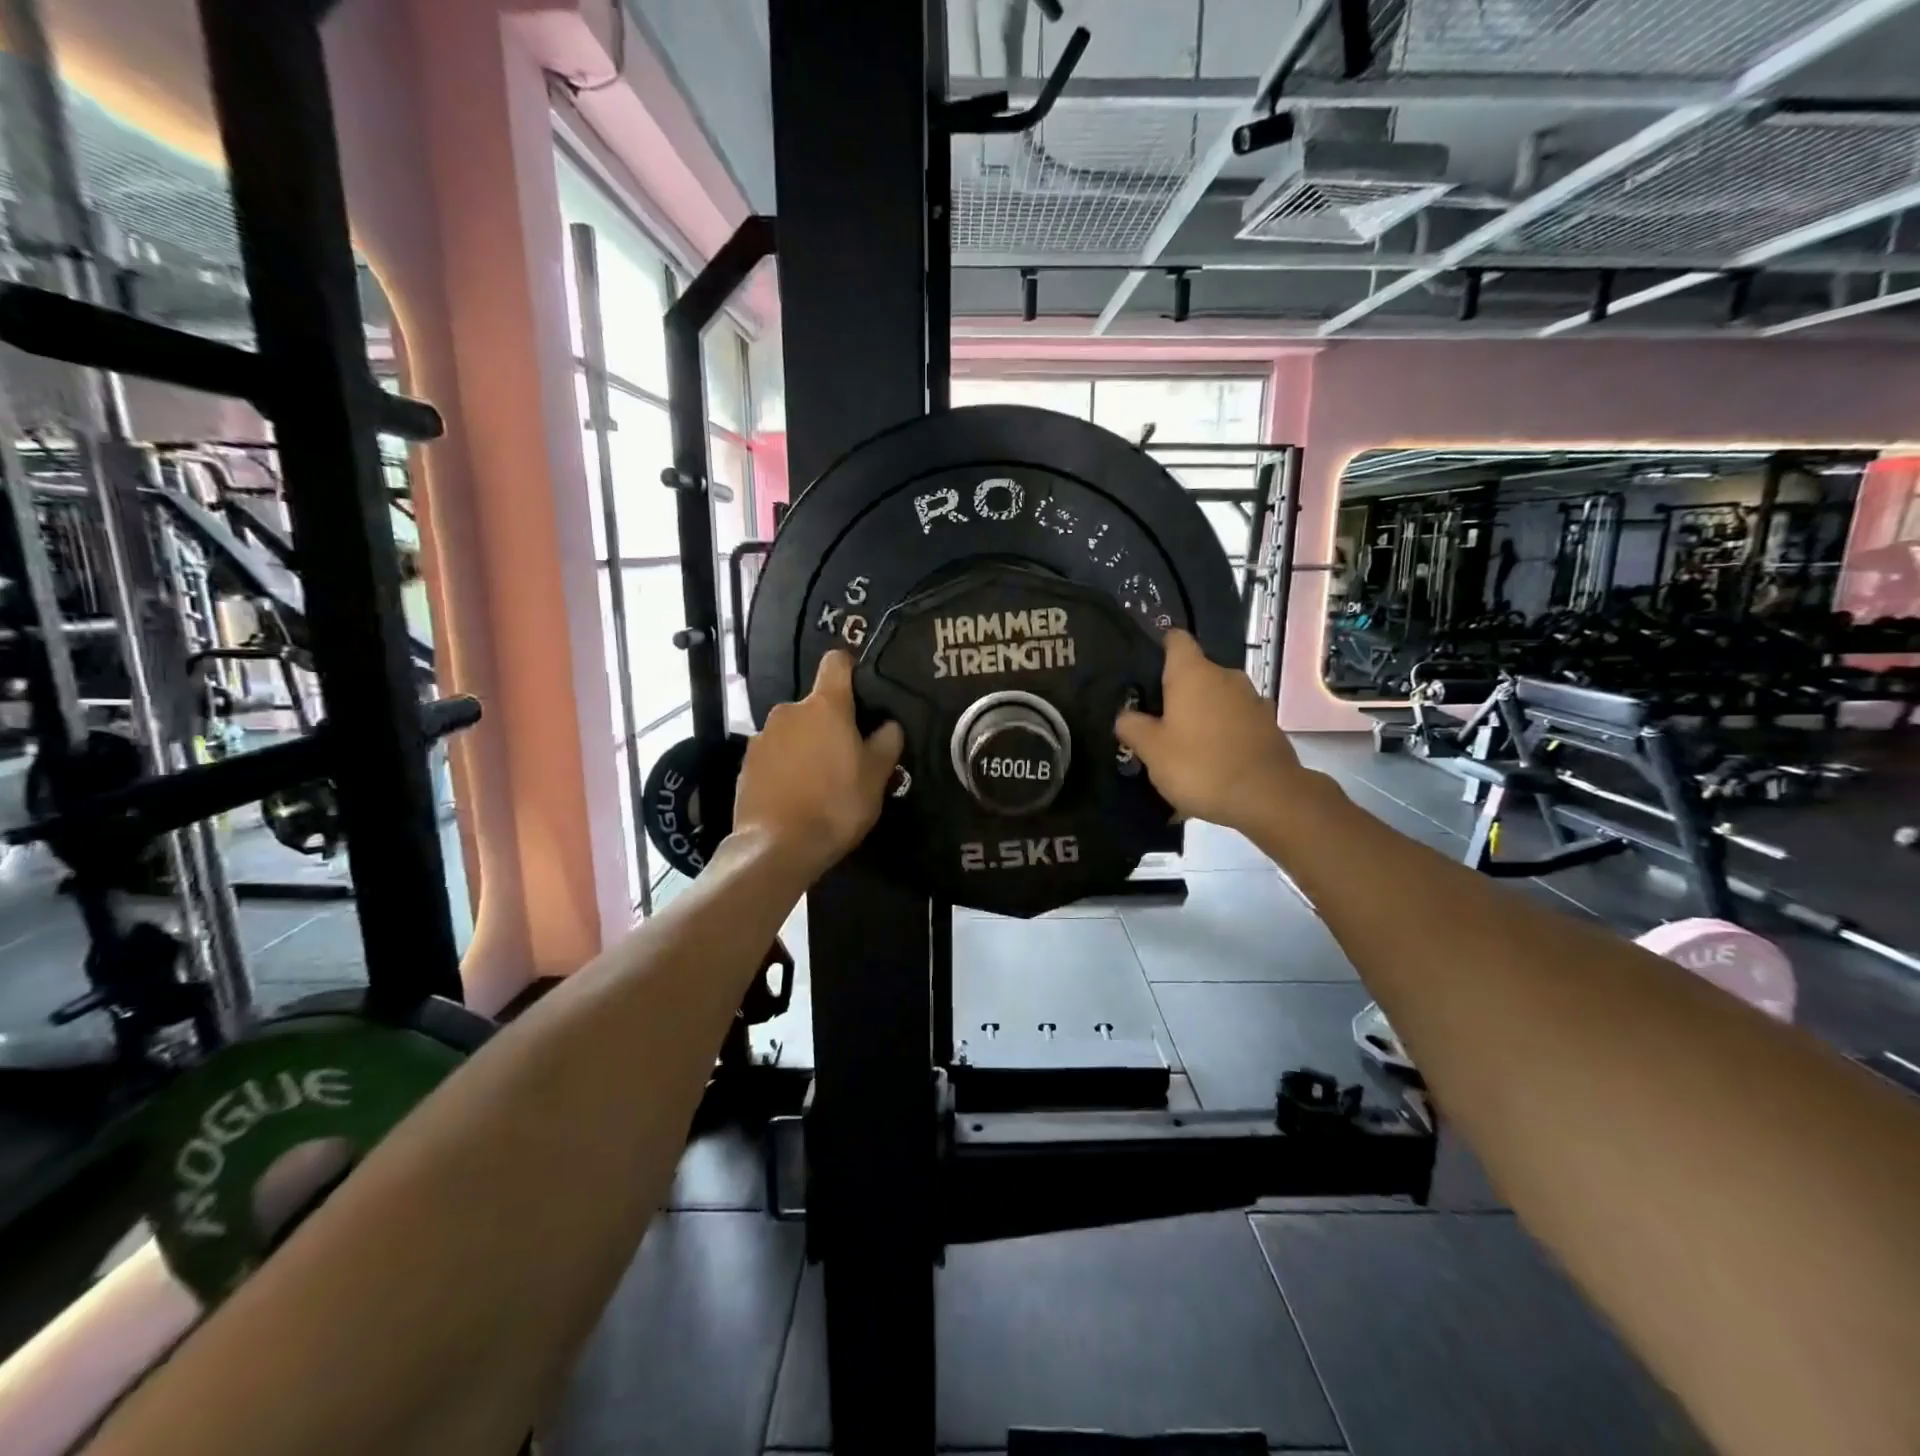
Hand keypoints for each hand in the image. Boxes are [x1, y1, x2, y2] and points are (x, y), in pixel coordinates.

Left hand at [731, 651, 903, 880]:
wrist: (777, 847)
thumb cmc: (836, 804)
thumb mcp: (877, 776)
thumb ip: (887, 742)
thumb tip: (888, 724)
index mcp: (824, 706)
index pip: (836, 662)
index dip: (850, 669)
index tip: (861, 690)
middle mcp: (788, 710)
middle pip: (816, 704)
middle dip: (830, 723)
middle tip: (847, 755)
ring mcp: (762, 736)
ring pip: (794, 731)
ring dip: (807, 745)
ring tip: (820, 780)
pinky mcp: (746, 763)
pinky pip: (774, 754)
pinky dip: (786, 766)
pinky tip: (796, 794)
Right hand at [1115, 629, 1312, 833]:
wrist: (1268, 798)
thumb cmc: (1201, 766)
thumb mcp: (1151, 751)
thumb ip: (1132, 727)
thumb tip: (1126, 715)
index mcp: (1194, 673)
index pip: (1176, 640)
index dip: (1160, 649)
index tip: (1145, 671)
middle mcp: (1226, 676)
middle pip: (1196, 673)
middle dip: (1178, 693)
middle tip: (1156, 722)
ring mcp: (1252, 700)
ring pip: (1217, 698)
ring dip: (1202, 715)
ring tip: (1184, 746)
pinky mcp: (1268, 725)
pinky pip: (1236, 722)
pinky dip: (1223, 734)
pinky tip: (1212, 762)